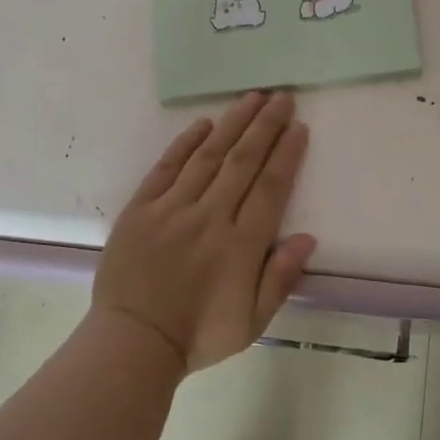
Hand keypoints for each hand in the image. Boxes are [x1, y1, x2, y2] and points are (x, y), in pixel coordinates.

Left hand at [93, 91, 315, 371]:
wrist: (133, 342)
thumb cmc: (198, 335)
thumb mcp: (253, 321)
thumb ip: (281, 277)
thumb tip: (306, 237)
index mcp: (241, 245)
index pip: (270, 188)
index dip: (286, 154)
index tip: (297, 127)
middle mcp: (209, 217)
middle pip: (243, 162)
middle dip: (265, 126)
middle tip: (281, 96)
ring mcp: (172, 209)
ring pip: (208, 157)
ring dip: (232, 124)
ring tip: (251, 98)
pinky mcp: (140, 209)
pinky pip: (166, 168)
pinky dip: (186, 144)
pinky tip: (204, 124)